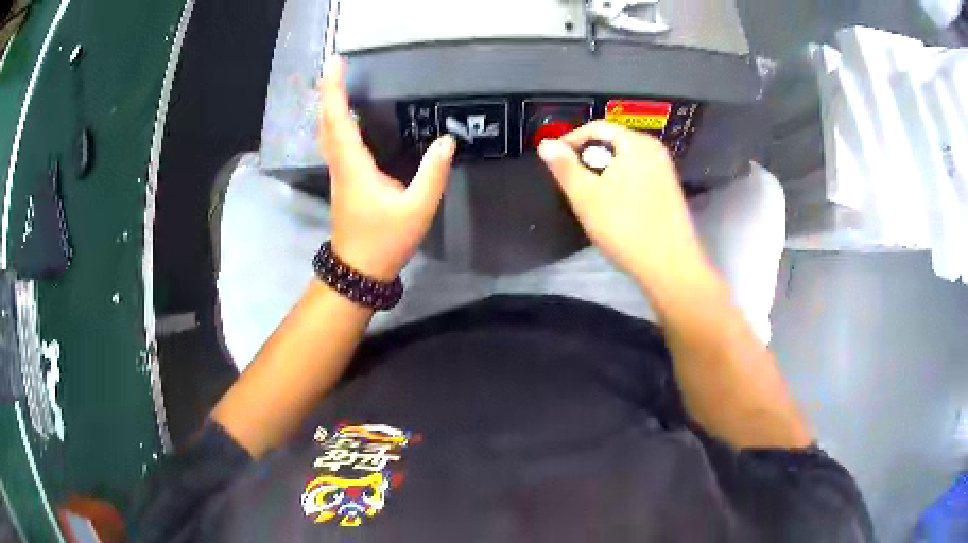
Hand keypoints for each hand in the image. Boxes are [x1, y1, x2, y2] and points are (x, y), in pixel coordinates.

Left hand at [318, 57, 455, 280]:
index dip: (335, 89)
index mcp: (354, 166)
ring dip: (329, 105)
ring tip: (338, 83)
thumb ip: (432, 174)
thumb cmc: (385, 240)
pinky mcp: (343, 181)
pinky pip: (334, 143)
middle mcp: (340, 164)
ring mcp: (339, 173)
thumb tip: (447, 140)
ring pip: (327, 132)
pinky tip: (346, 118)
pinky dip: (336, 122)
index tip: (334, 62)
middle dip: (328, 91)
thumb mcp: (417, 209)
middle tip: (335, 65)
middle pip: (327, 122)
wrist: (358, 271)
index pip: (340, 120)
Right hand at [538, 121, 706, 288]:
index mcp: (637, 143)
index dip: (571, 140)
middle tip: (571, 180)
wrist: (670, 266)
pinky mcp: (670, 191)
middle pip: (613, 142)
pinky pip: (638, 175)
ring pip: (626, 161)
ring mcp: (666, 171)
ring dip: (603, 172)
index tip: (554, 160)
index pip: (597, 127)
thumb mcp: (586, 196)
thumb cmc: (625, 227)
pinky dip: (620, 183)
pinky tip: (614, 207)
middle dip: (588, 157)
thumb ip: (564, 167)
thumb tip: (545, 144)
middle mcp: (655, 150)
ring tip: (589, 195)